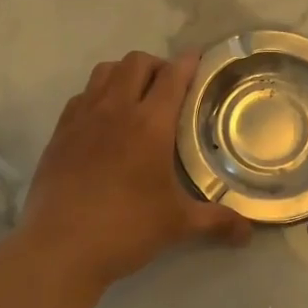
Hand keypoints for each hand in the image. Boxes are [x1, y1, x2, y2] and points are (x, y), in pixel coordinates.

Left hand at [17, 50, 250, 290]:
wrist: (59, 247)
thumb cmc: (125, 229)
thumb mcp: (177, 224)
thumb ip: (216, 221)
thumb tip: (248, 233)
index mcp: (149, 124)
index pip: (172, 76)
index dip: (188, 63)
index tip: (199, 60)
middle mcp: (115, 110)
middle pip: (136, 62)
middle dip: (157, 65)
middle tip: (170, 88)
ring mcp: (82, 118)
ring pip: (104, 71)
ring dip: (125, 73)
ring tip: (136, 96)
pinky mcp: (59, 132)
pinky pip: (81, 96)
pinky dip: (97, 95)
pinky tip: (103, 120)